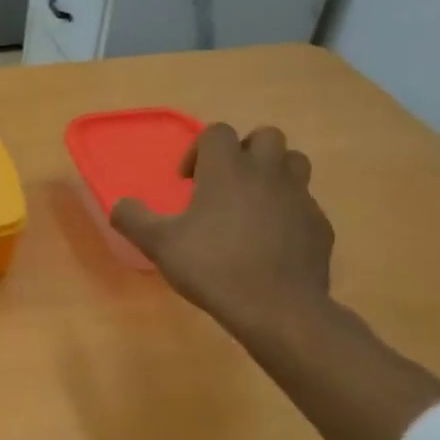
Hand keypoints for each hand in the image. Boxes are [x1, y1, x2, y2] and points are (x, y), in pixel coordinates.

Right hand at [111, 123, 333, 336]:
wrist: (277, 306)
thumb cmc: (212, 267)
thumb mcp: (159, 245)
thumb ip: (133, 219)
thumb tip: (119, 205)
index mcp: (227, 169)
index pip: (217, 132)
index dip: (198, 150)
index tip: (187, 181)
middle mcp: (267, 172)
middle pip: (265, 136)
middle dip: (244, 151)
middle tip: (225, 183)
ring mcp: (299, 197)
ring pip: (294, 162)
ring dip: (273, 172)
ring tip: (253, 202)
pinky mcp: (319, 224)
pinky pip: (305, 203)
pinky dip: (288, 210)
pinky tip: (272, 239)